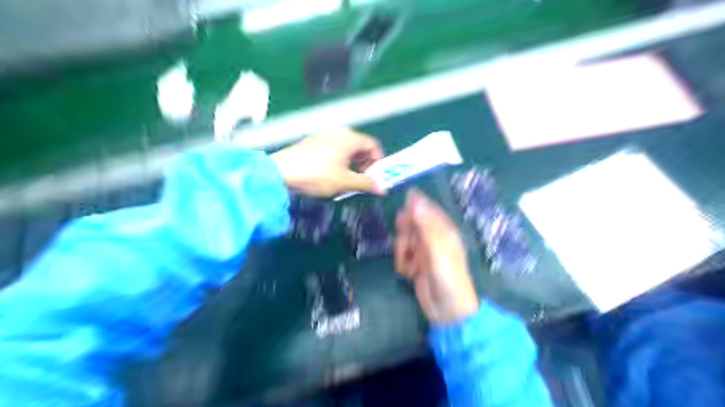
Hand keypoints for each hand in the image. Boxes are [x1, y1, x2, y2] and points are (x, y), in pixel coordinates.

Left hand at [271, 127, 384, 194]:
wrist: (280, 172)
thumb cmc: (317, 175)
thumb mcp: (345, 182)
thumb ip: (366, 184)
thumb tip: (383, 189)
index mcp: (349, 138)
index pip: (372, 145)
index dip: (377, 161)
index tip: (374, 177)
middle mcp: (338, 132)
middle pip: (360, 146)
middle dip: (364, 163)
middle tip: (361, 179)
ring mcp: (323, 135)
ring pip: (346, 148)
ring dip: (352, 163)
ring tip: (346, 179)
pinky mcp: (312, 142)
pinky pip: (333, 148)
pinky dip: (339, 160)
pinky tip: (330, 174)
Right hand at [394, 190, 479, 322]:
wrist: (447, 310)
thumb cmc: (448, 276)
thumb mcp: (437, 248)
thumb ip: (424, 224)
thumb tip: (415, 199)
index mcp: (443, 232)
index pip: (428, 211)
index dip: (416, 204)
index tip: (404, 199)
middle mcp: (433, 240)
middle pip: (411, 226)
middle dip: (405, 235)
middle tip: (407, 246)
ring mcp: (423, 254)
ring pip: (403, 242)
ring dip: (402, 253)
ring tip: (411, 266)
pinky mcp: (415, 267)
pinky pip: (401, 258)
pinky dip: (403, 265)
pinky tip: (410, 275)